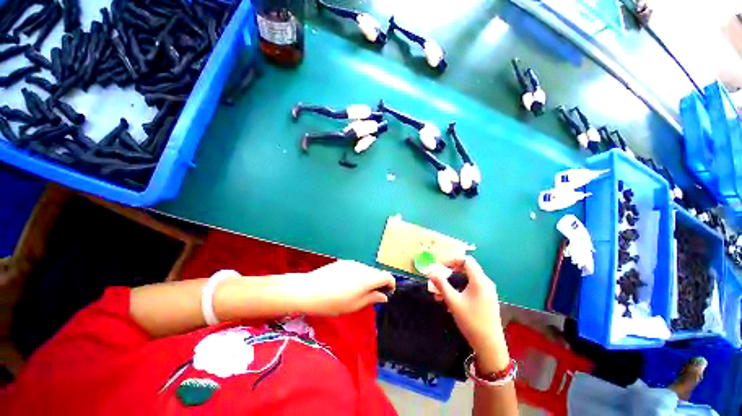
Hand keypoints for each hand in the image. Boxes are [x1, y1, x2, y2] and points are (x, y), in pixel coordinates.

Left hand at [291, 260, 395, 315]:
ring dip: (367, 279)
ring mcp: (352, 263)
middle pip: (377, 273)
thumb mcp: (354, 305)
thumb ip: (372, 298)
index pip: (387, 276)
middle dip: (378, 283)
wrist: (309, 290)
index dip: (390, 284)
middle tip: (369, 296)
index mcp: (367, 278)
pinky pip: (357, 267)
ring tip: (355, 291)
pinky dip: (358, 275)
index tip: (386, 293)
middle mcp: (362, 267)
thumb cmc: (333, 302)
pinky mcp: (344, 261)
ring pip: (367, 270)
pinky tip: (345, 284)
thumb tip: (384, 296)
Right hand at [428, 256, 509, 372]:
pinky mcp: (486, 301)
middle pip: (467, 269)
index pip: (466, 260)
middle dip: (450, 272)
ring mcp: (487, 292)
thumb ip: (441, 284)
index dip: (452, 260)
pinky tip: (450, 302)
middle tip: (439, 277)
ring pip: (467, 281)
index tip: (440, 266)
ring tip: (439, 294)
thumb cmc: (471, 320)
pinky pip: (471, 289)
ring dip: (452, 284)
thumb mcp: (453, 301)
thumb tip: (430, 272)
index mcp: (479, 280)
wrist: (490, 346)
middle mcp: (485, 283)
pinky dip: (459, 290)